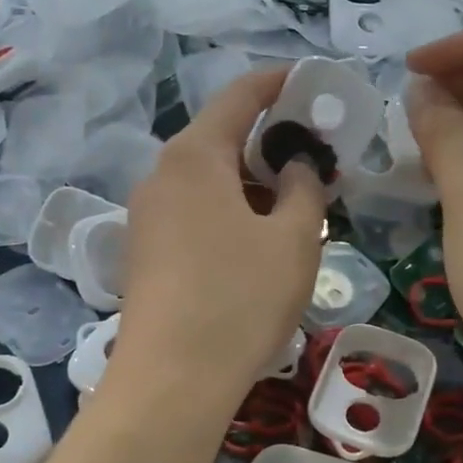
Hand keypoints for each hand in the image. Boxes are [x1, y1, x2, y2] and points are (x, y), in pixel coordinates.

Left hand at [118, 68, 326, 398]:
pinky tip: (256, 241)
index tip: (315, 83)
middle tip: (317, 158)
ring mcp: (147, 217)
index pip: (240, 95)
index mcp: (195, 156)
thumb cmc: (240, 299)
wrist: (172, 380)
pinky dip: (228, 211)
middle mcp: (161, 175)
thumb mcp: (294, 239)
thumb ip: (304, 187)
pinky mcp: (145, 253)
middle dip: (270, 141)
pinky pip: (193, 212)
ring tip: (294, 203)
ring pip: (207, 180)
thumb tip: (296, 165)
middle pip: (220, 138)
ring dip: (251, 182)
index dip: (281, 82)